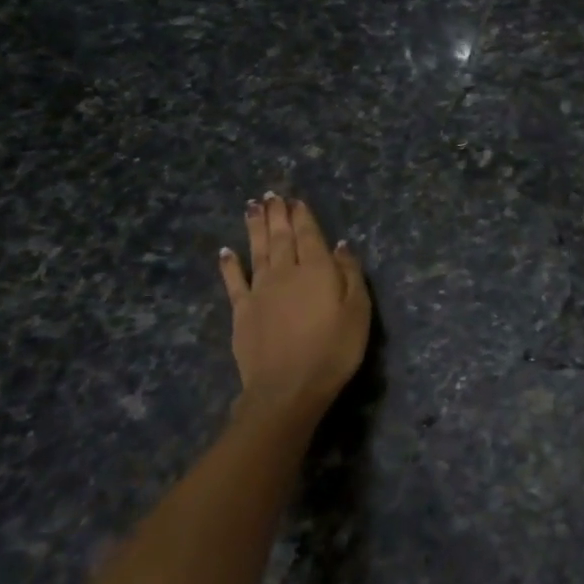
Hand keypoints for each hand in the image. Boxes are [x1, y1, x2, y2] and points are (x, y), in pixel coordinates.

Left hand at [218, 194, 370, 424]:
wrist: (288, 388)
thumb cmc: (334, 350)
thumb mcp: (358, 311)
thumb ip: (350, 274)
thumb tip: (340, 245)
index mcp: (317, 270)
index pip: (309, 235)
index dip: (302, 216)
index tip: (295, 200)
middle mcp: (286, 272)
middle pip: (281, 237)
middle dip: (277, 214)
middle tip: (271, 195)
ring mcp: (260, 291)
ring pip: (257, 251)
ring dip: (255, 228)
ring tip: (252, 207)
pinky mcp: (242, 312)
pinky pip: (234, 281)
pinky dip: (229, 264)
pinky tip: (226, 251)